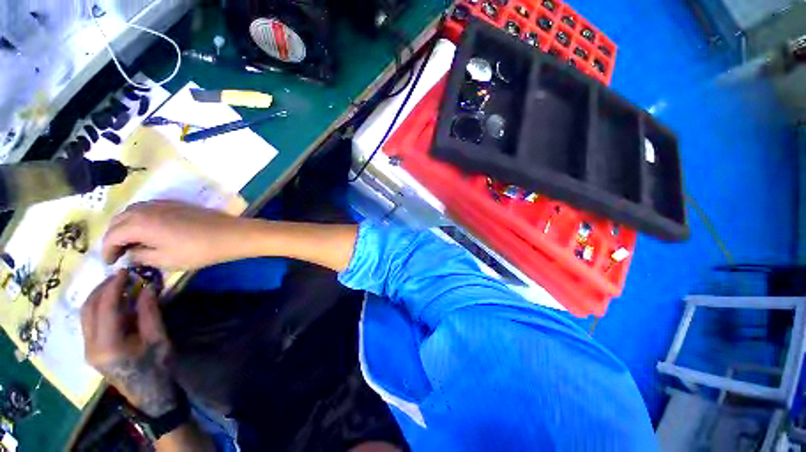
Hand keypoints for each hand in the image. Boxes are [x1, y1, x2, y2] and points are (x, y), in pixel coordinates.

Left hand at [81, 270, 176, 416]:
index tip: (125, 271)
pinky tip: (113, 302)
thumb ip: (149, 312)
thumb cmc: (157, 365)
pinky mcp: (90, 350)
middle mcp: (90, 346)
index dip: (114, 287)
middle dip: (102, 288)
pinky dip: (98, 307)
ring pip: (84, 315)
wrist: (149, 392)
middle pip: (88, 309)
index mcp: (108, 345)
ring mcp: (87, 349)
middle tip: (120, 276)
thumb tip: (146, 287)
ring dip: (98, 296)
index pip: (105, 308)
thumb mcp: (158, 338)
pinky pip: (88, 322)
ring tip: (116, 285)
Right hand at [102, 200, 247, 269]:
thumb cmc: (198, 250)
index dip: (107, 251)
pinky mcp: (176, 204)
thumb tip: (129, 254)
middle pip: (119, 220)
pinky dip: (140, 219)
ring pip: (132, 212)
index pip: (112, 235)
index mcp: (139, 223)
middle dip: (113, 237)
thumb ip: (140, 256)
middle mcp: (146, 208)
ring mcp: (162, 203)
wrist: (231, 234)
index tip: (110, 263)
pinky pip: (148, 209)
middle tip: (118, 254)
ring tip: (131, 243)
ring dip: (126, 226)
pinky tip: (148, 231)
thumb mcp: (165, 260)